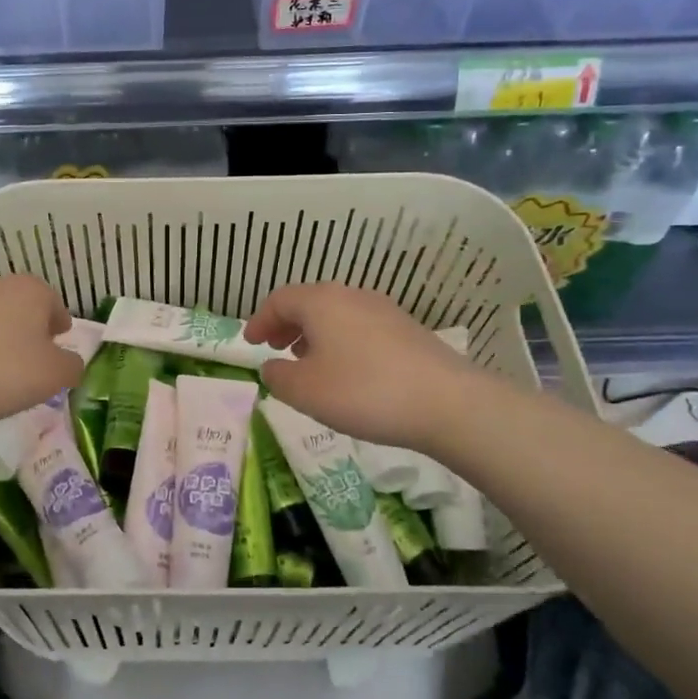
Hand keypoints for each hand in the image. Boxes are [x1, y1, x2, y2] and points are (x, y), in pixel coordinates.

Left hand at [0, 275, 82, 429]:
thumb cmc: (6, 372)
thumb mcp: (56, 375)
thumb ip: (72, 365)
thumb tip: (70, 362)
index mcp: (32, 289)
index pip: (55, 304)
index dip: (60, 326)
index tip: (59, 347)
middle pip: (23, 306)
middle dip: (30, 329)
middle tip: (33, 359)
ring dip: (0, 336)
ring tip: (1, 368)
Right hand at [244, 283, 474, 449]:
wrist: (446, 402)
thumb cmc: (363, 391)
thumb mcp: (305, 391)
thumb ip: (278, 377)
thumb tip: (272, 367)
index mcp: (321, 302)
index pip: (279, 300)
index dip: (260, 320)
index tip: (250, 343)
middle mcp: (351, 295)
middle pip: (309, 303)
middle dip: (287, 325)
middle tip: (275, 349)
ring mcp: (383, 310)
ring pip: (336, 315)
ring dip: (314, 334)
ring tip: (308, 364)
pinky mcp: (407, 329)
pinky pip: (360, 328)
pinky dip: (341, 342)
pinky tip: (347, 372)